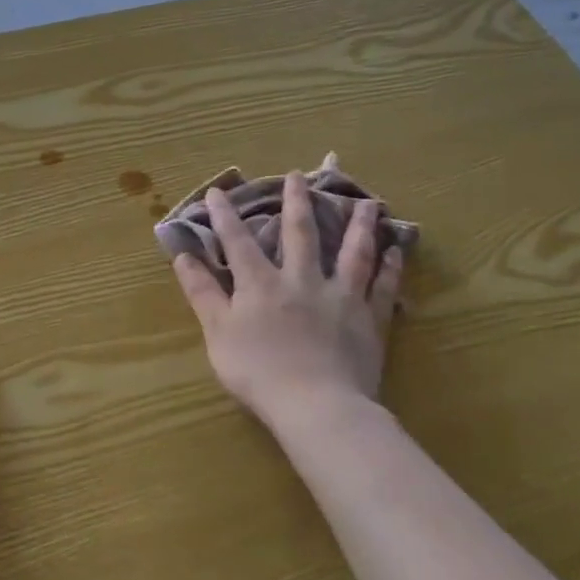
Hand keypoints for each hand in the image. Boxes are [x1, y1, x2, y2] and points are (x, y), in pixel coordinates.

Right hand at [171, 172, 403, 425]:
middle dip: (297, 202)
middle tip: (300, 175)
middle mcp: (302, 280)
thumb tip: (183, 256)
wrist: (316, 404)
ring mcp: (340, 296)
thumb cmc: (258, 372)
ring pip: (352, 252)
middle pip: (301, 233)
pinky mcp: (369, 319)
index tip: (218, 190)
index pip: (238, 242)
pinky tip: (395, 249)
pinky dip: (390, 266)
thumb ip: (202, 292)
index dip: (225, 216)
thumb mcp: (218, 332)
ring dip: (358, 225)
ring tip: (368, 202)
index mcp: (261, 284)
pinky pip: (383, 286)